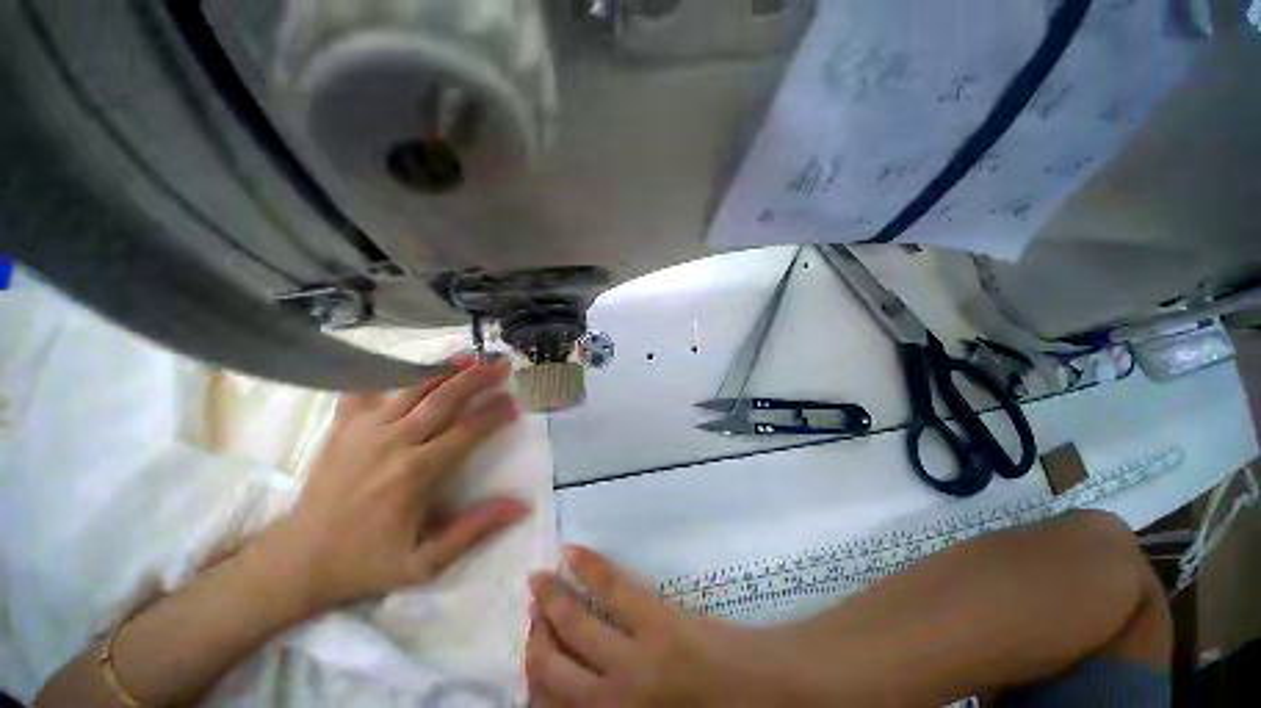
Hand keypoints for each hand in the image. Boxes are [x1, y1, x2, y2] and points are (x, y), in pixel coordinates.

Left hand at [263, 355, 530, 611]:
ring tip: (469, 356)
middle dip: (478, 378)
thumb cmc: (367, 562)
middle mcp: (394, 441)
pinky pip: (369, 390)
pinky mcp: (343, 427)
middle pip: (445, 398)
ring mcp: (364, 430)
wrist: (297, 559)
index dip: (494, 413)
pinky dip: (391, 375)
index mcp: (417, 472)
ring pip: (413, 387)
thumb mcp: (426, 562)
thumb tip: (521, 506)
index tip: (513, 402)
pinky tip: (408, 366)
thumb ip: (475, 529)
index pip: (467, 430)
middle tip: (501, 364)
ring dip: (444, 369)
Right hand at [526, 547, 774, 707]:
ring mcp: (634, 657)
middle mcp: (613, 701)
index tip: (529, 659)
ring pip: (574, 625)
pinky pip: (612, 588)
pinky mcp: (656, 619)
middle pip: (552, 668)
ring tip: (538, 581)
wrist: (765, 694)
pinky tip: (570, 552)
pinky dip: (588, 567)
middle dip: (535, 641)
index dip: (533, 682)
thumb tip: (584, 691)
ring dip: (550, 603)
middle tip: (530, 616)